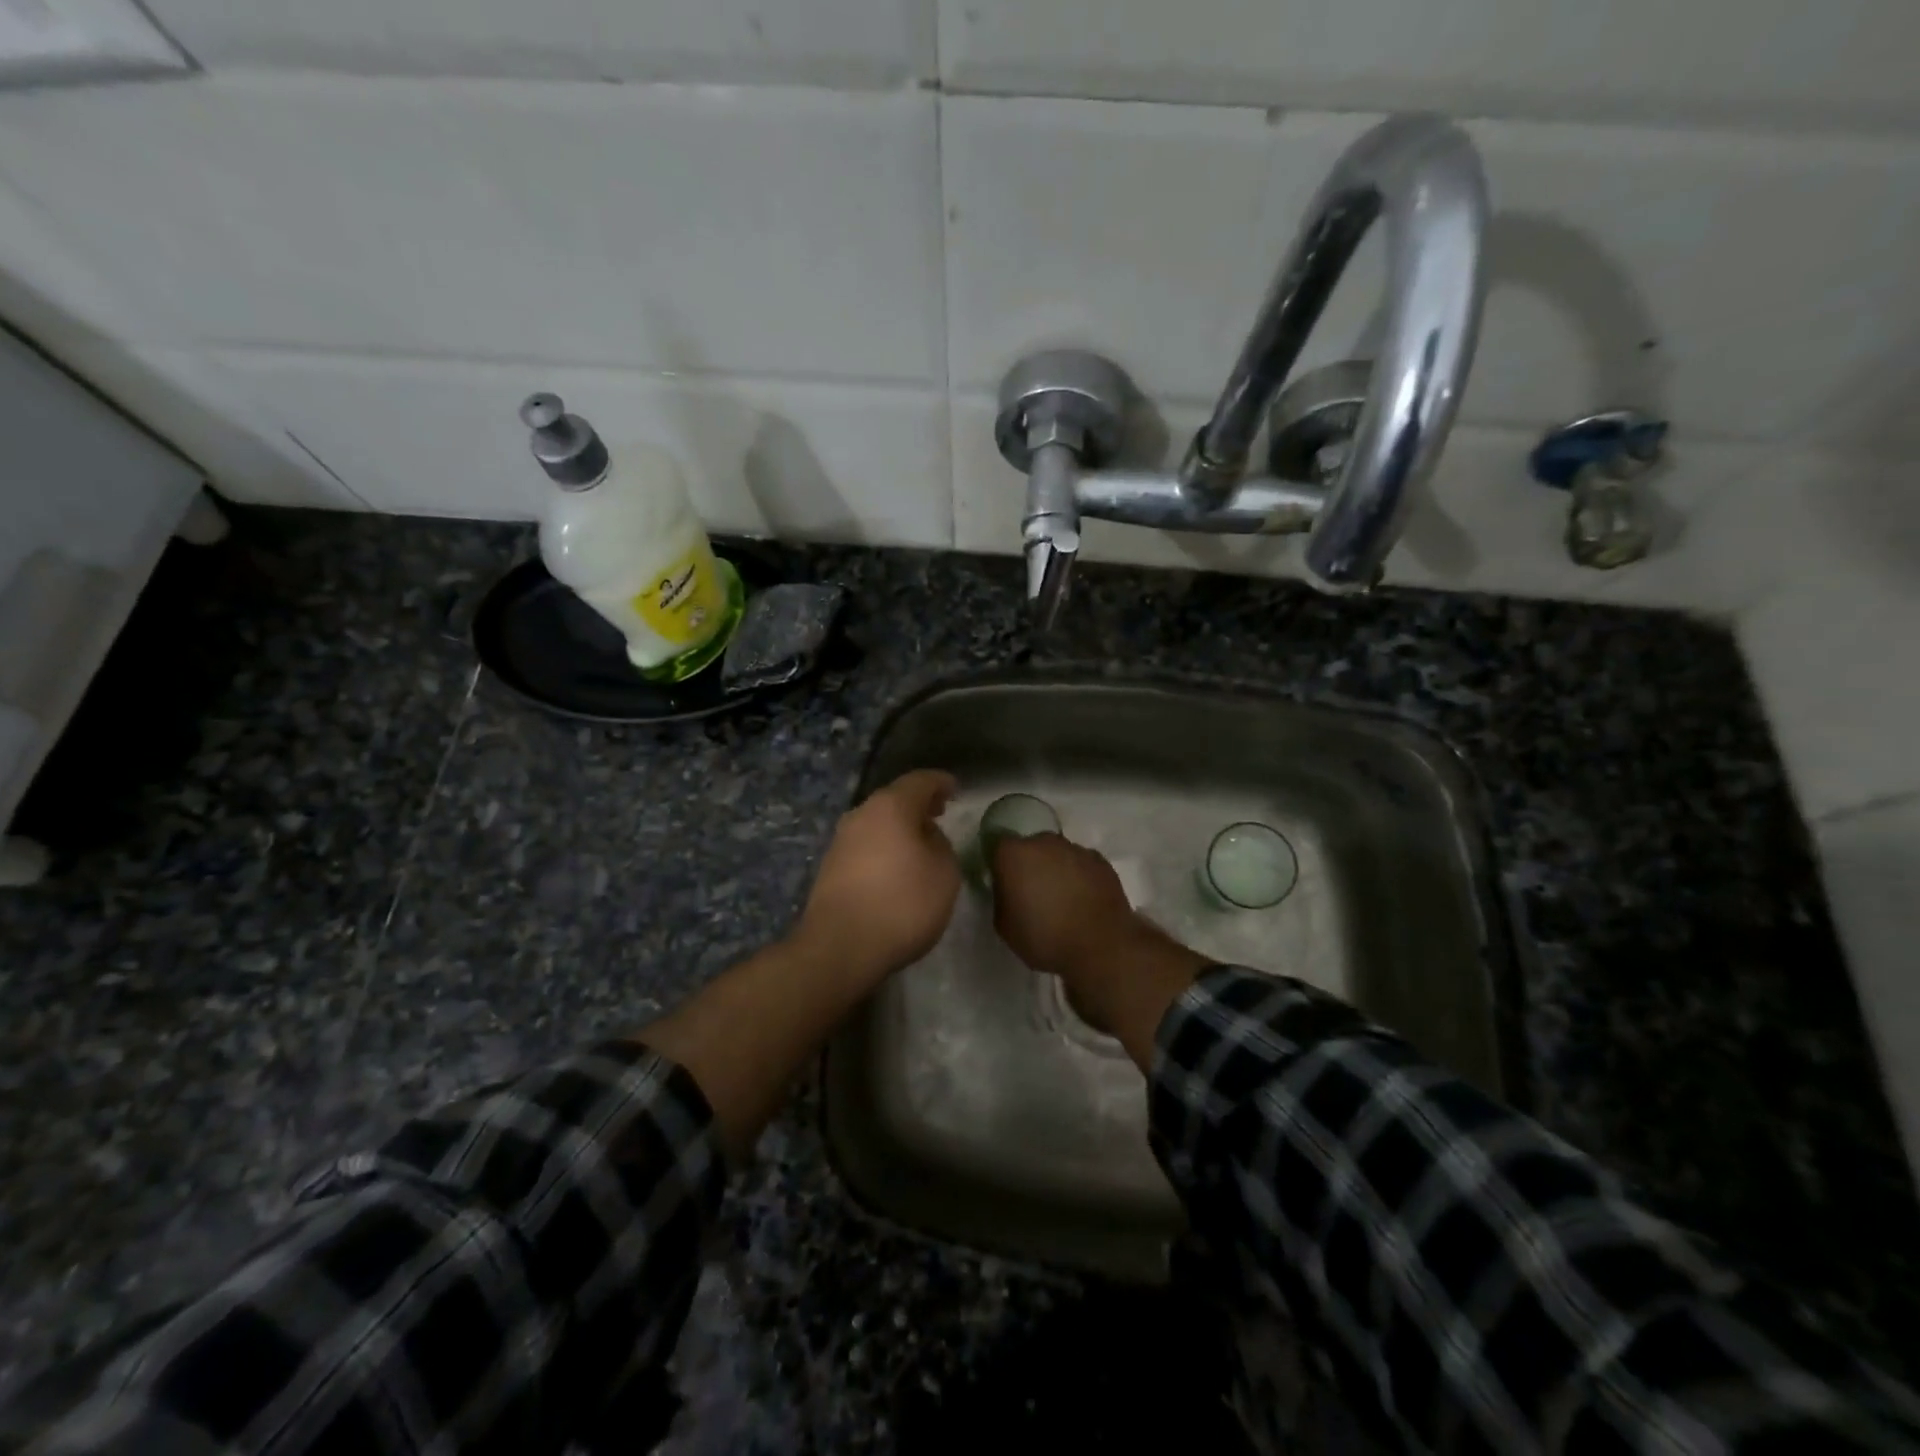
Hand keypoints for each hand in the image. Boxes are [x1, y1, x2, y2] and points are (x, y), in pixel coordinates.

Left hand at [792, 769, 961, 985]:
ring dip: (900, 828)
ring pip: (877, 822)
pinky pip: (866, 845)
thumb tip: (926, 837)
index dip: (940, 782)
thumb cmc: (902, 904)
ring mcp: (841, 840)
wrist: (840, 947)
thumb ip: (942, 845)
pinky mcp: (830, 867)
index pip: (920, 781)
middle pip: (894, 799)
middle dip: (918, 805)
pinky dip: (885, 847)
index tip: (955, 789)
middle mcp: (861, 814)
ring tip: (921, 843)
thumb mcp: (945, 873)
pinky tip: (896, 868)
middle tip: (940, 814)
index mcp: (891, 806)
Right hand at [988, 833, 1136, 982]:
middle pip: (1031, 847)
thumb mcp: (1004, 925)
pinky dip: (1080, 876)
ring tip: (1062, 900)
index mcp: (1014, 854)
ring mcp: (1076, 849)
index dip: (1000, 865)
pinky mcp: (1101, 862)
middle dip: (1030, 865)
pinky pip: (1082, 865)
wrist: (1100, 947)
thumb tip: (1008, 889)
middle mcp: (1044, 843)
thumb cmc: (1044, 937)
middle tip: (1033, 893)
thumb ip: (1001, 898)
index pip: (998, 847)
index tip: (1004, 885)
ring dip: (1056, 869)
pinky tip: (1083, 901)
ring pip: (1058, 854)